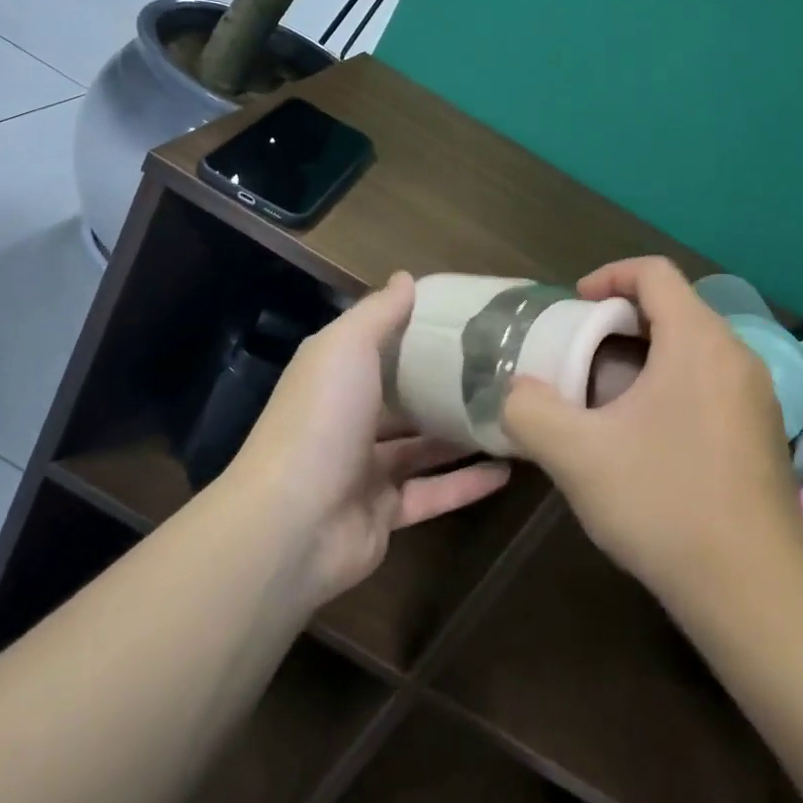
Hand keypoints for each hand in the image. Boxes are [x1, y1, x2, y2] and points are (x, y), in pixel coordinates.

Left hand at [229, 272, 511, 611]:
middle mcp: (348, 420)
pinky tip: (508, 469)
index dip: (416, 332)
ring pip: (422, 448)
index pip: (378, 347)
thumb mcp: (347, 347)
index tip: (464, 319)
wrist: (291, 525)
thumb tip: (405, 277)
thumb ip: (379, 313)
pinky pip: (433, 494)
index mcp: (335, 377)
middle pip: (403, 399)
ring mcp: (365, 471)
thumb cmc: (322, 419)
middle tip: (498, 369)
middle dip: (444, 386)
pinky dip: (468, 484)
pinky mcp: (385, 515)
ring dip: (462, 434)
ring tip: (511, 413)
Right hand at [500, 257, 802, 605]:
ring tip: (611, 395)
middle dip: (624, 319)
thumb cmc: (664, 503)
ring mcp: (757, 394)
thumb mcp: (577, 456)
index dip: (610, 276)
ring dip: (650, 354)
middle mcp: (736, 354)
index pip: (655, 272)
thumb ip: (531, 412)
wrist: (753, 587)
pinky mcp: (764, 429)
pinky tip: (651, 435)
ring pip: (696, 346)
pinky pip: (714, 379)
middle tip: (584, 353)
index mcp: (698, 340)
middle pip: (676, 306)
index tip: (576, 306)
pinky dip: (676, 382)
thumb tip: (518, 391)